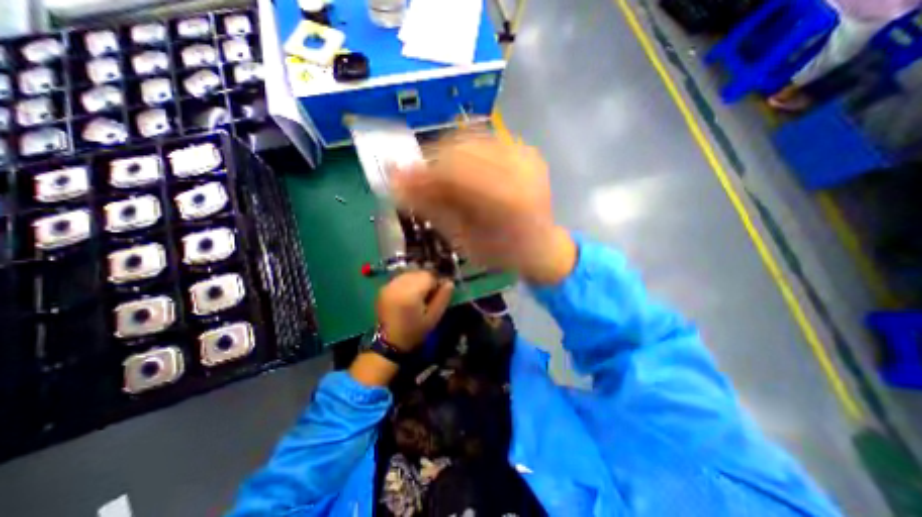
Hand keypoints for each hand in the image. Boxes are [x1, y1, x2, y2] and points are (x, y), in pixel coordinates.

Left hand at [376, 270, 455, 351]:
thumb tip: (450, 282)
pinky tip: (409, 294)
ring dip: (417, 280)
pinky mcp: (384, 288)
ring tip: (419, 295)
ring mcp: (389, 285)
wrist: (389, 343)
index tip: (440, 291)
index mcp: (411, 293)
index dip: (437, 281)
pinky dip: (407, 282)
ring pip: (410, 273)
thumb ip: (443, 298)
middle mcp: (398, 285)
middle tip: (430, 294)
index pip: (429, 275)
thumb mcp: (434, 317)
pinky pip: (401, 278)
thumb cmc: (415, 331)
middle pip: (419, 272)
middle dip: (427, 280)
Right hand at [395, 130, 572, 284]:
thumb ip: (433, 209)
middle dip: (432, 163)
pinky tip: (460, 170)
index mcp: (507, 200)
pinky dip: (464, 152)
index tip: (399, 181)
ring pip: (471, 139)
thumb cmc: (501, 254)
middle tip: (417, 181)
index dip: (422, 174)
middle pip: (462, 149)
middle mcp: (521, 169)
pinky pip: (485, 140)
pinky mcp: (526, 149)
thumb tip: (398, 184)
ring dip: (446, 155)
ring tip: (438, 177)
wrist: (541, 246)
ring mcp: (525, 154)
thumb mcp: (463, 241)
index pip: (455, 172)